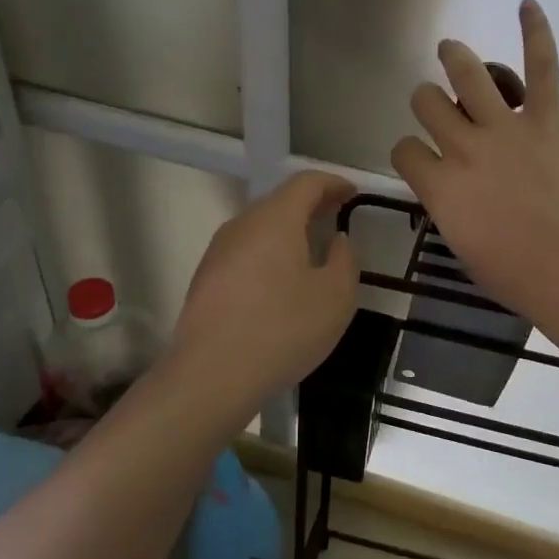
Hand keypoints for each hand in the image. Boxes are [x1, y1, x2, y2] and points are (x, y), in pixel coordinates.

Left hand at [168, 171, 359, 404]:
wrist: (211, 375)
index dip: (333, 183)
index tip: (353, 194)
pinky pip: (245, 252)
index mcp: (275, 219)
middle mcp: (242, 225)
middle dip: (311, 205)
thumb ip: (345, 260)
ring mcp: (218, 252)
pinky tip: (281, 282)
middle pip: (279, 202)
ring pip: (260, 228)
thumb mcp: (336, 297)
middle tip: (335, 217)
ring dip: (288, 231)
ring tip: (311, 250)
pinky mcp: (205, 279)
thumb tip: (337, 241)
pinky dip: (269, 254)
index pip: (306, 182)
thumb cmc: (283, 329)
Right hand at [392, 0, 558, 320]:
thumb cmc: (518, 275)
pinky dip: (536, 32)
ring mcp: (506, 128)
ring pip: (467, 74)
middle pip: (427, 103)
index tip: (423, 159)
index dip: (409, 151)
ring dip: (454, 57)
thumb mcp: (465, 247)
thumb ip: (451, 210)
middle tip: (439, 106)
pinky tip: (527, 4)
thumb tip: (454, 193)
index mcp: (439, 186)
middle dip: (427, 101)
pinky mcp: (548, 118)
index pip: (404, 150)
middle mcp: (464, 148)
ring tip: (450, 50)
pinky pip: (541, 66)